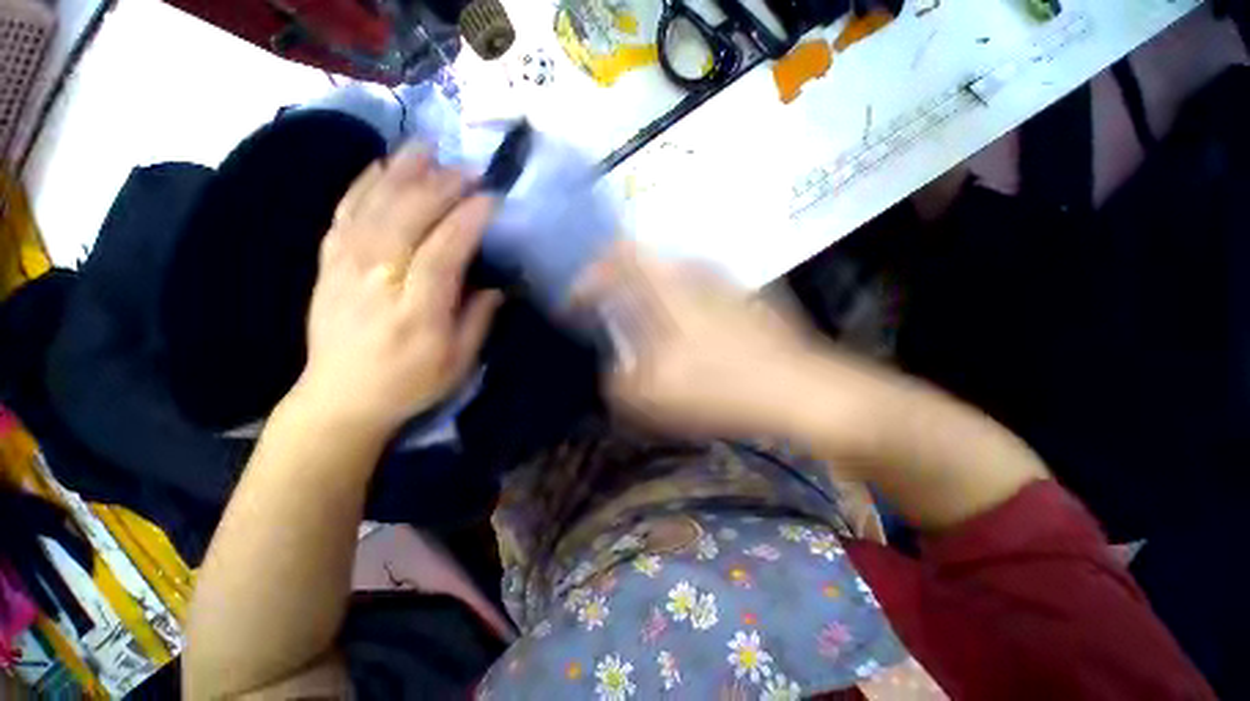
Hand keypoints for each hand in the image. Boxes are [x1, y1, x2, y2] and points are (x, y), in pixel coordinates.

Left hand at [290, 146, 501, 433]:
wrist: (340, 398)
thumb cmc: (410, 383)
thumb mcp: (459, 362)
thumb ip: (478, 320)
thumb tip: (497, 284)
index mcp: (416, 311)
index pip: (442, 253)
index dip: (467, 221)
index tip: (491, 198)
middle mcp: (377, 281)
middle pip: (406, 220)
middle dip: (440, 188)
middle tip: (468, 169)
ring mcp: (346, 269)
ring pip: (372, 208)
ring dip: (401, 174)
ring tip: (426, 148)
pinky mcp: (328, 265)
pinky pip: (343, 214)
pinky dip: (361, 185)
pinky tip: (379, 166)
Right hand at [575, 244, 836, 437]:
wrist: (799, 390)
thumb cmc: (720, 389)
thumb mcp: (652, 396)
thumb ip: (619, 381)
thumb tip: (615, 370)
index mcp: (665, 285)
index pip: (615, 256)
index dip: (587, 278)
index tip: (575, 304)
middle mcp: (693, 270)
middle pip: (643, 260)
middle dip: (618, 285)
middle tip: (608, 315)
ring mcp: (722, 280)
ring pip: (670, 275)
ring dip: (649, 297)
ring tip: (643, 329)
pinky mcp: (743, 296)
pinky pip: (697, 290)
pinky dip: (678, 307)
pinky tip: (685, 337)